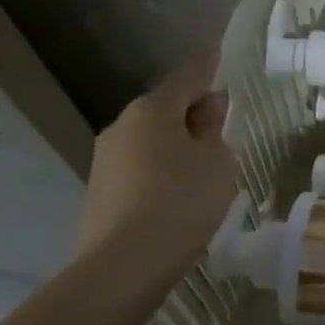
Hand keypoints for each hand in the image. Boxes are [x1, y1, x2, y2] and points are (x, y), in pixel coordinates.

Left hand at [75, 53, 238, 282]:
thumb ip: (214, 128)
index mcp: (152, 110)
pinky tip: (179, 191)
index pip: (189, 76)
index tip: (220, 56)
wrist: (123, 267)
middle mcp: (122, 126)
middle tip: (223, 124)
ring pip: (151, 139)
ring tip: (204, 164)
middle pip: (166, 108)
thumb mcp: (216, 160)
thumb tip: (208, 107)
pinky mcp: (101, 192)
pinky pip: (141, 167)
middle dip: (193, 111)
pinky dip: (162, 169)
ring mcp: (105, 160)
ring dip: (177, 143)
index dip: (209, 67)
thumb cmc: (181, 201)